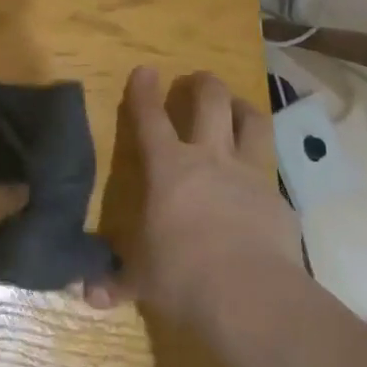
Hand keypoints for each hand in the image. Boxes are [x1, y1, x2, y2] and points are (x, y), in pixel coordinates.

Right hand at [85, 67, 301, 328]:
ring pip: (252, 122)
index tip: (145, 70)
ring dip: (243, 108)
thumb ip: (116, 281)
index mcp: (168, 167)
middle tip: (199, 80)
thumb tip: (86, 296)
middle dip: (203, 84)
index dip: (144, 91)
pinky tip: (261, 183)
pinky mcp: (280, 201)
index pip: (150, 117)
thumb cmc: (182, 276)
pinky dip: (264, 169)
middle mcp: (209, 158)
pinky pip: (271, 173)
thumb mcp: (142, 280)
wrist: (250, 296)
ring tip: (237, 106)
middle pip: (210, 102)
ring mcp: (249, 175)